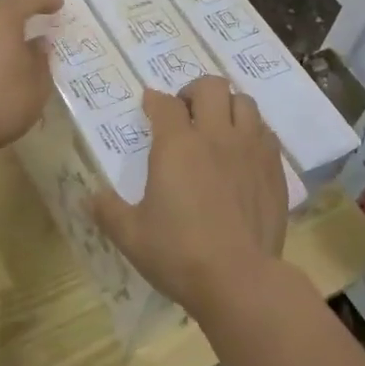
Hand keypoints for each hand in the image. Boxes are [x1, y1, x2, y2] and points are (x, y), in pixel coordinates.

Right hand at [92, 78, 287, 319]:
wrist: (239, 278)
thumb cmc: (179, 254)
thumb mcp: (131, 236)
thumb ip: (108, 210)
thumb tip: (90, 197)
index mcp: (177, 146)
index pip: (165, 104)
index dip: (154, 100)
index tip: (150, 105)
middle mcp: (216, 136)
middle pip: (211, 87)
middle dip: (195, 91)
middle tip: (186, 112)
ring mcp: (251, 149)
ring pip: (245, 102)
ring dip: (228, 106)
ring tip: (218, 125)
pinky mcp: (274, 168)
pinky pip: (266, 132)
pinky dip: (252, 131)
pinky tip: (243, 151)